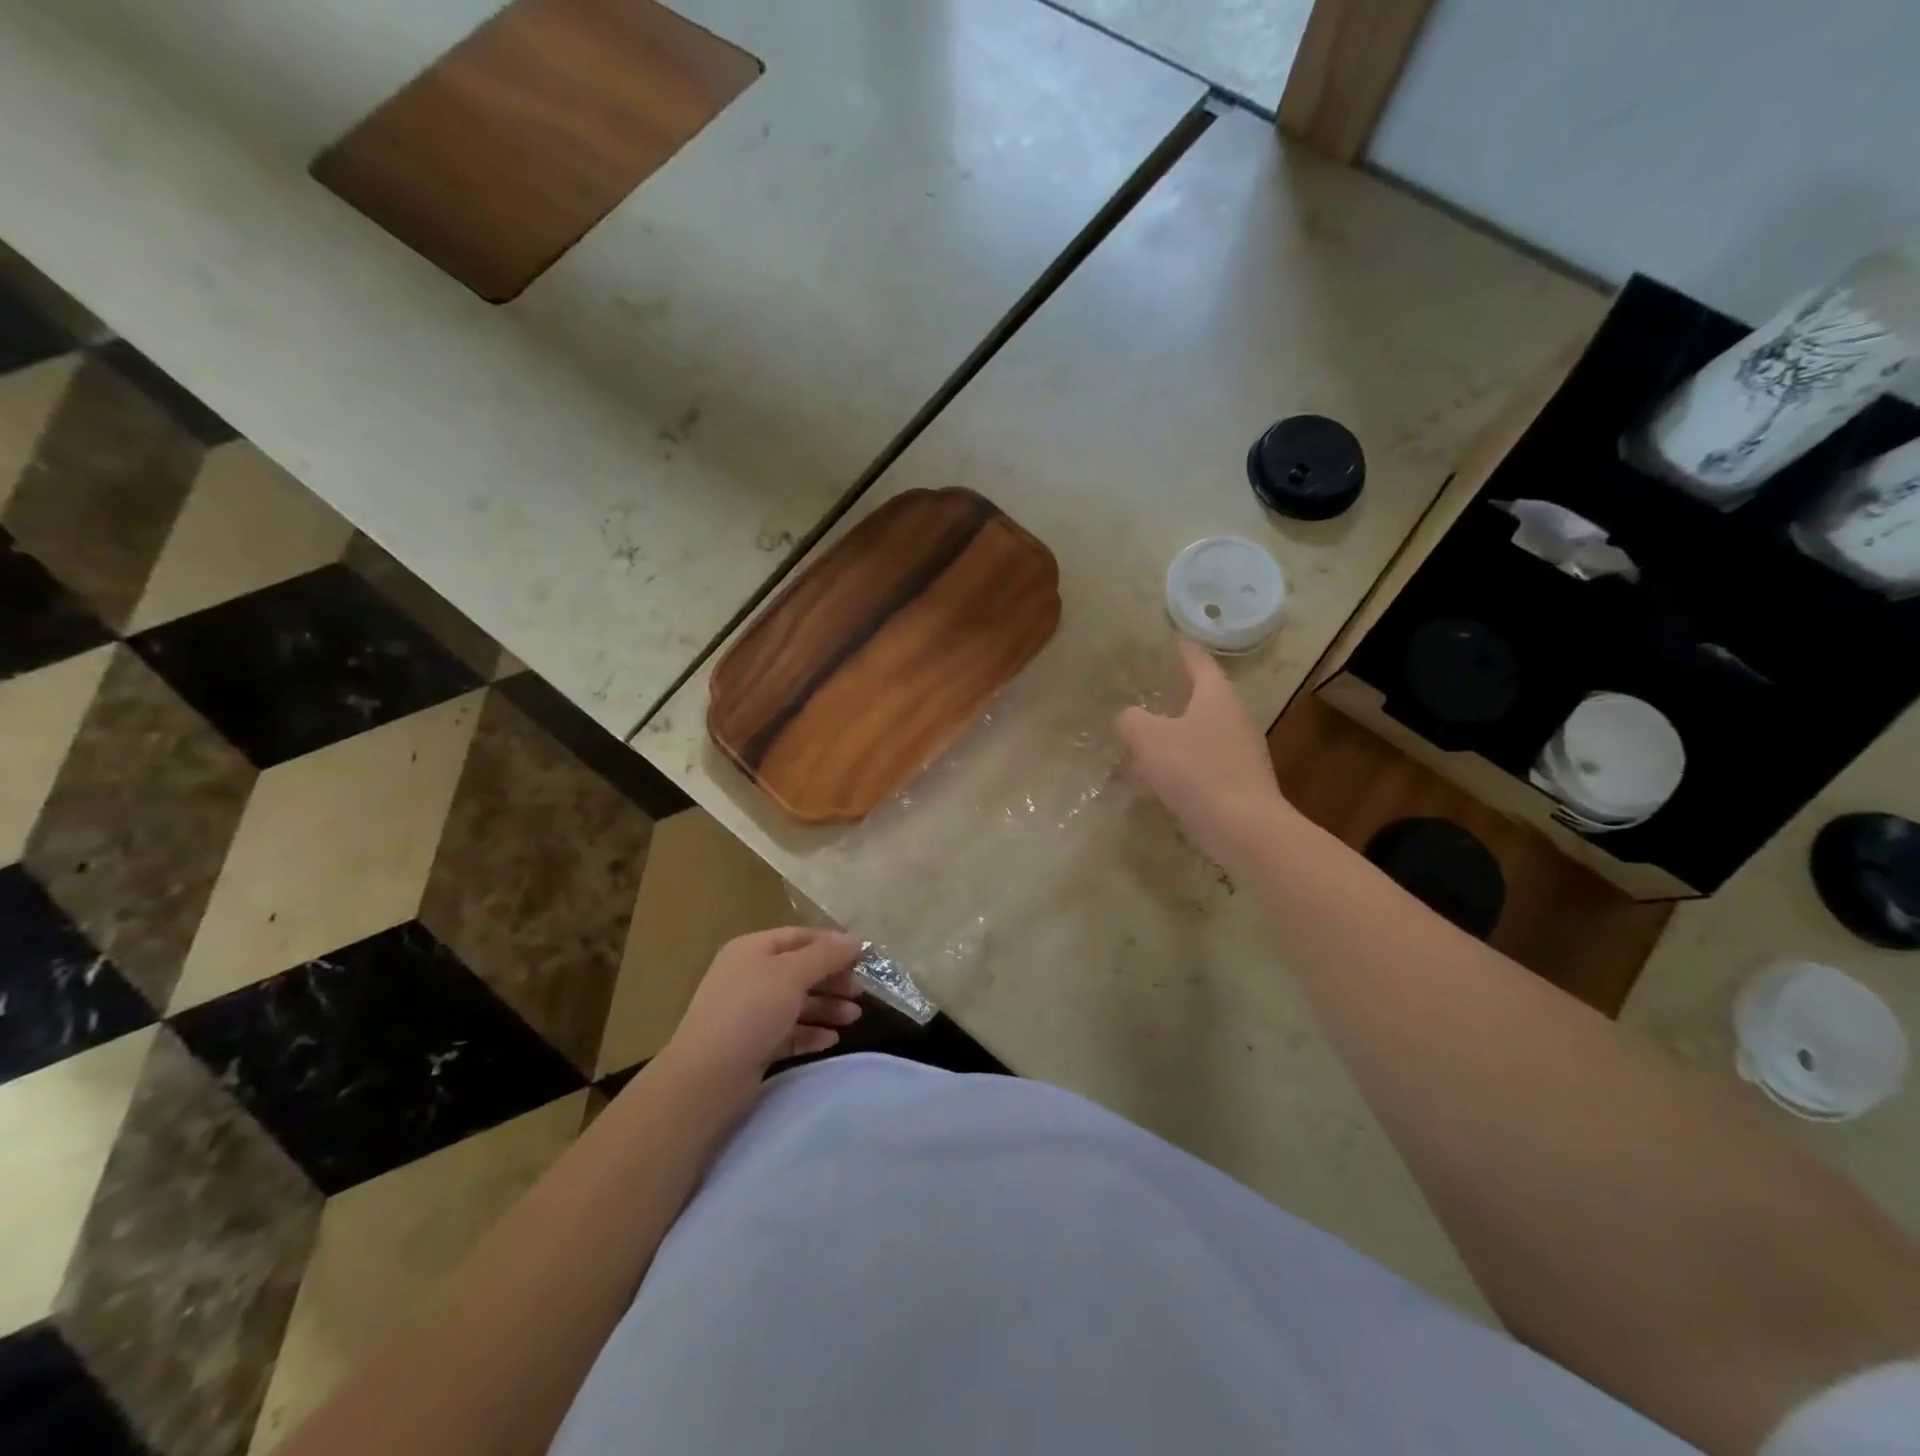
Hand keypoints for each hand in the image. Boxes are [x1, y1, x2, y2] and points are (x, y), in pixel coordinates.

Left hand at [660, 928, 865, 1089]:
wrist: (706, 1078)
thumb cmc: (750, 1012)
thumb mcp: (792, 974)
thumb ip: (826, 955)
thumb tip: (855, 941)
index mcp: (752, 950)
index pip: (800, 937)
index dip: (832, 944)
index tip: (864, 958)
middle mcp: (749, 976)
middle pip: (800, 970)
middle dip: (833, 979)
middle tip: (861, 993)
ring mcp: (748, 1013)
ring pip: (796, 1003)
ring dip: (827, 1007)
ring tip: (853, 1018)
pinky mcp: (752, 1045)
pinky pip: (788, 1032)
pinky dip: (811, 1033)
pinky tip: (831, 1040)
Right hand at [1116, 638, 1292, 867]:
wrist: (1244, 827)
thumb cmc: (1196, 771)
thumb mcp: (1149, 738)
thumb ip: (1132, 720)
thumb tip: (1129, 718)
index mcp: (1217, 696)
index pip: (1200, 662)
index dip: (1184, 650)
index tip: (1174, 638)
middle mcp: (1234, 717)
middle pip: (1207, 695)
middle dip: (1183, 689)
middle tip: (1159, 684)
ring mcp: (1241, 750)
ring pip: (1205, 729)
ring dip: (1180, 728)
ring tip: (1152, 732)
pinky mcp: (1239, 780)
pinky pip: (1206, 759)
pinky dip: (1185, 758)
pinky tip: (1164, 774)